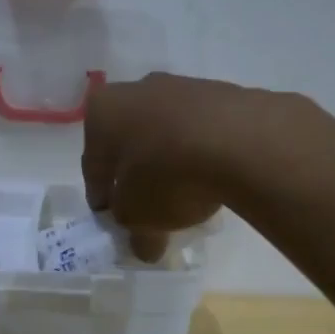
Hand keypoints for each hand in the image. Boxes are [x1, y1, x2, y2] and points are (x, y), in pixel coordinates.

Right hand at [82, 73, 262, 261]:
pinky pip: (202, 131)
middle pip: (129, 142)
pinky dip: (201, 152)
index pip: (93, 165)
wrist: (241, 141)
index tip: (113, 218)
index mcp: (102, 112)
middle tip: (147, 208)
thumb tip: (144, 247)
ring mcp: (182, 86)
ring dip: (170, 161)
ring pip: (166, 133)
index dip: (102, 196)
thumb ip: (135, 232)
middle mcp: (137, 90)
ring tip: (186, 196)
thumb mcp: (140, 217)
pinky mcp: (223, 93)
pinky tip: (213, 178)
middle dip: (136, 174)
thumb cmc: (167, 175)